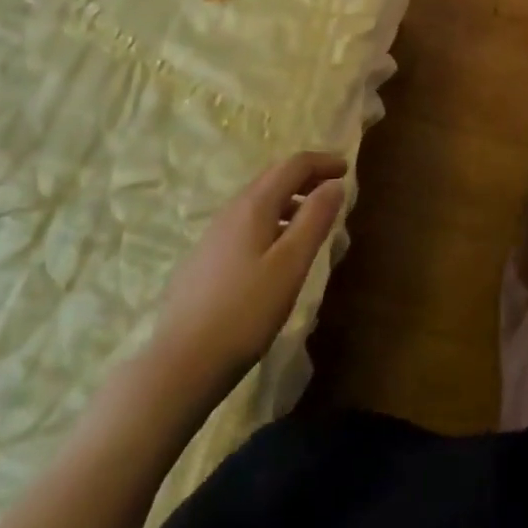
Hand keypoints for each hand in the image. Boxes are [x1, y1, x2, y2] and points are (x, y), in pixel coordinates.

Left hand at [147, 151, 348, 396]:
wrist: (180, 365)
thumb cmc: (245, 312)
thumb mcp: (290, 265)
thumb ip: (315, 219)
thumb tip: (334, 184)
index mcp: (254, 205)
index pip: (293, 165)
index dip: (322, 162)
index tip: (347, 170)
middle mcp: (231, 211)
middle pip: (273, 178)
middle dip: (306, 177)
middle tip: (333, 190)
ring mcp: (213, 236)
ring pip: (258, 202)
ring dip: (289, 200)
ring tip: (311, 222)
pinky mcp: (204, 260)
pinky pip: (246, 224)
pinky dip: (271, 221)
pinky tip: (276, 252)